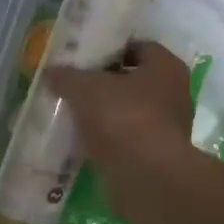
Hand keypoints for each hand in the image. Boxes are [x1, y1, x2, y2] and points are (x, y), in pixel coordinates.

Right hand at [45, 41, 194, 212]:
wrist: (146, 177)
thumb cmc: (123, 118)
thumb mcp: (86, 89)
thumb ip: (67, 76)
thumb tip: (50, 71)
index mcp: (166, 67)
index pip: (138, 46)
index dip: (110, 48)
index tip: (84, 56)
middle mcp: (174, 94)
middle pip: (133, 80)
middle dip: (104, 82)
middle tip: (73, 83)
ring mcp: (167, 128)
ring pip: (128, 111)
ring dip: (104, 112)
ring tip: (72, 112)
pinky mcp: (155, 156)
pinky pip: (126, 138)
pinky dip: (107, 138)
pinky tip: (81, 139)